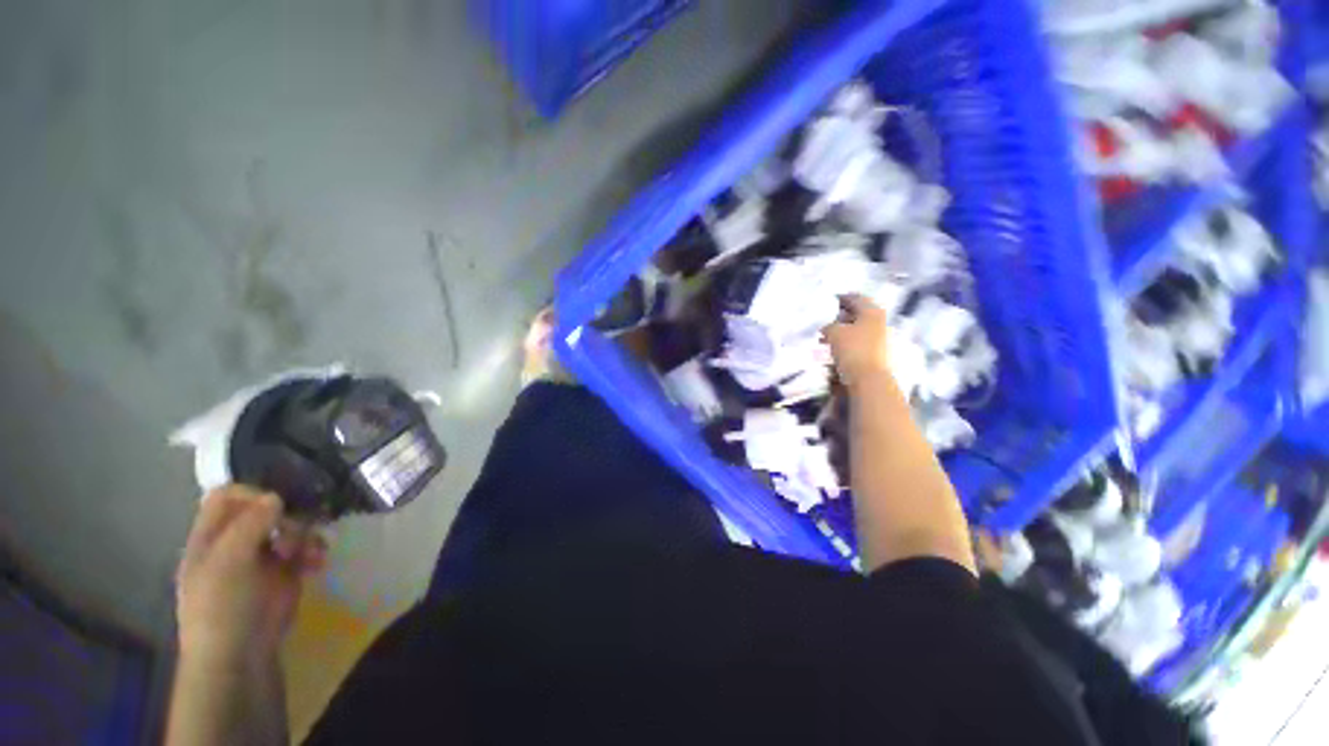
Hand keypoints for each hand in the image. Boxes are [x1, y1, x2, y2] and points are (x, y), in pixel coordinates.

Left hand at [175, 485, 327, 667]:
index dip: (251, 494)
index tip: (276, 505)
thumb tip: (275, 496)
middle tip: (294, 534)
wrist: (240, 655)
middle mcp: (236, 542)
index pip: (228, 497)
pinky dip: (315, 550)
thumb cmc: (222, 606)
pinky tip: (318, 562)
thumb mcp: (228, 562)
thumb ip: (250, 524)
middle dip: (286, 516)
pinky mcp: (286, 572)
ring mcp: (262, 557)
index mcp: (211, 537)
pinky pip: (305, 547)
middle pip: (265, 509)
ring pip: (290, 526)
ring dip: (305, 533)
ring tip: (310, 553)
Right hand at [823, 294, 894, 389]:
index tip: (827, 301)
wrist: (868, 380)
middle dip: (840, 316)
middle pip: (858, 314)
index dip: (840, 298)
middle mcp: (879, 322)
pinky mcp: (875, 353)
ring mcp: (879, 339)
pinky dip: (846, 342)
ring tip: (825, 337)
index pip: (855, 298)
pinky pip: (857, 342)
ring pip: (857, 329)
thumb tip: (828, 327)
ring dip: (842, 331)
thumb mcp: (834, 332)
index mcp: (872, 311)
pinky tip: (833, 348)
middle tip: (824, 320)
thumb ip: (828, 325)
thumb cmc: (852, 350)